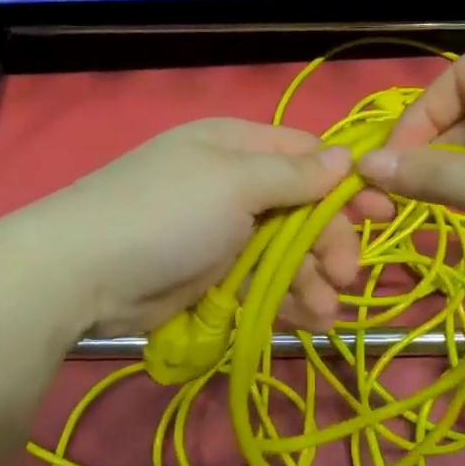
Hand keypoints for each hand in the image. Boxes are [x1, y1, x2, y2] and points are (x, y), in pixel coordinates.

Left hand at [26, 119, 360, 336]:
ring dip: (312, 278)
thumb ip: (294, 175)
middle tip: (347, 275)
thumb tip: (345, 156)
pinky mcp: (212, 276)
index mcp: (237, 147)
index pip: (306, 156)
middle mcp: (233, 184)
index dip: (345, 182)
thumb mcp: (235, 183)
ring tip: (325, 310)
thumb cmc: (167, 212)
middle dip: (329, 242)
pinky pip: (262, 283)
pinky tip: (307, 319)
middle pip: (302, 209)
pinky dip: (286, 299)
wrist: (82, 273)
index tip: (382, 211)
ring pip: (286, 251)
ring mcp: (221, 233)